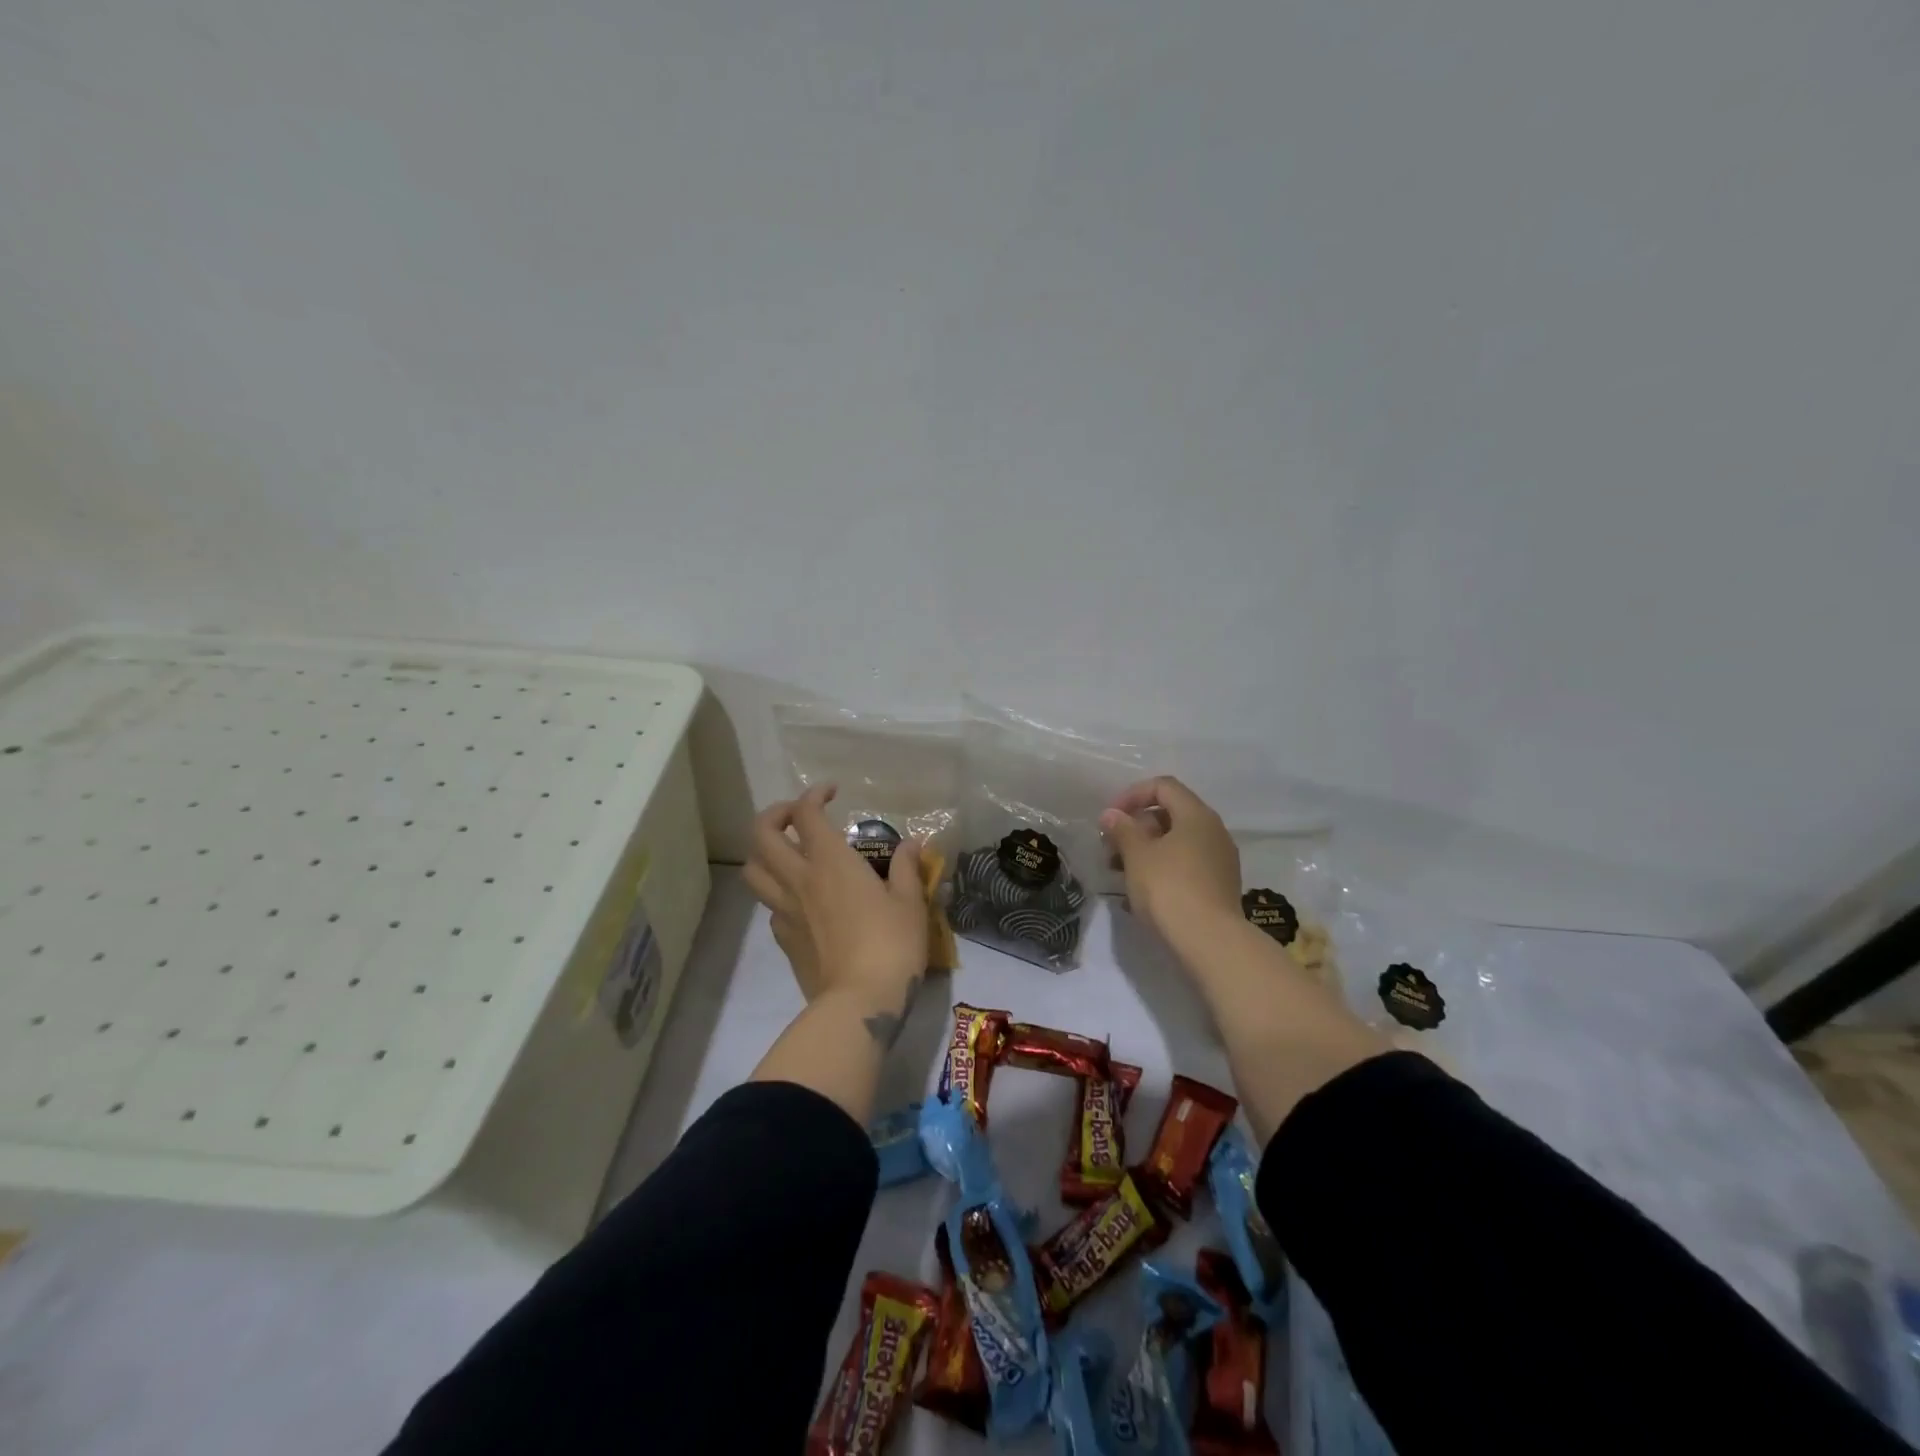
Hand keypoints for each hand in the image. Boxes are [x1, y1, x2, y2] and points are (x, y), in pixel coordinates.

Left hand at [745, 785, 928, 1043]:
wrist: (860, 1002)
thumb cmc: (891, 944)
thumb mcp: (910, 902)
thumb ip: (907, 867)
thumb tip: (911, 844)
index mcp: (830, 861)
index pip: (806, 813)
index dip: (813, 795)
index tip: (832, 793)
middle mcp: (799, 878)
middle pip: (761, 835)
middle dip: (774, 814)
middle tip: (797, 816)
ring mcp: (785, 910)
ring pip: (753, 870)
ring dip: (764, 852)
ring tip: (787, 853)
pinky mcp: (783, 939)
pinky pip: (769, 905)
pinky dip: (778, 892)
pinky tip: (802, 899)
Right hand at [1100, 776, 1242, 950]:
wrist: (1209, 942)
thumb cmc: (1168, 888)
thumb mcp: (1137, 855)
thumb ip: (1122, 830)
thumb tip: (1112, 814)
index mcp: (1196, 815)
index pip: (1163, 786)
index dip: (1132, 795)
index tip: (1110, 818)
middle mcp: (1214, 832)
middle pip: (1170, 815)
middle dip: (1136, 827)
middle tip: (1111, 848)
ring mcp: (1220, 861)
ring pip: (1177, 843)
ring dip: (1145, 851)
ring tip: (1119, 873)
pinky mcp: (1219, 887)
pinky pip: (1185, 867)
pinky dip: (1161, 870)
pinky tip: (1138, 894)